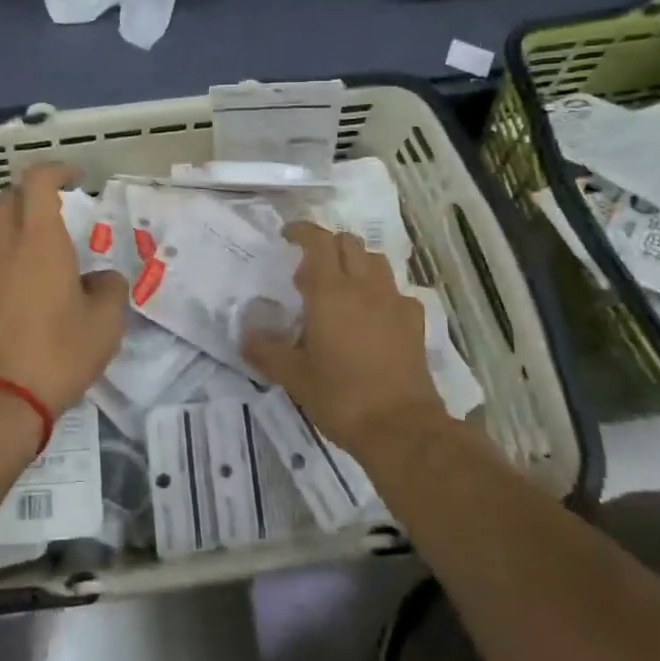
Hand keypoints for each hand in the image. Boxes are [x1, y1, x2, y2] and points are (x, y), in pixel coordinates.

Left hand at [0, 163, 126, 419]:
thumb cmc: (58, 352)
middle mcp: (3, 243)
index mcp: (38, 238)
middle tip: (59, 210)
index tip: (77, 179)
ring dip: (13, 219)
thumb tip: (101, 279)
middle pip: (9, 197)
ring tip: (38, 241)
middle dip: (34, 194)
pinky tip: (22, 278)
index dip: (57, 170)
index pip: (37, 180)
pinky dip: (2, 249)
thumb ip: (110, 288)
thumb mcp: (105, 322)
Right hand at [243, 222, 442, 451]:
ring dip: (355, 264)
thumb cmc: (340, 396)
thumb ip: (266, 350)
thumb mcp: (293, 376)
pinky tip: (373, 316)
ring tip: (340, 289)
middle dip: (326, 247)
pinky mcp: (414, 323)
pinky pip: (396, 292)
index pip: (318, 241)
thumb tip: (245, 335)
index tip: (286, 236)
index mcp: (330, 292)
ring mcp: (394, 303)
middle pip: (348, 243)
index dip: (301, 231)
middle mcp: (364, 287)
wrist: (400, 428)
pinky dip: (381, 293)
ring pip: (375, 261)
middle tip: (308, 275)